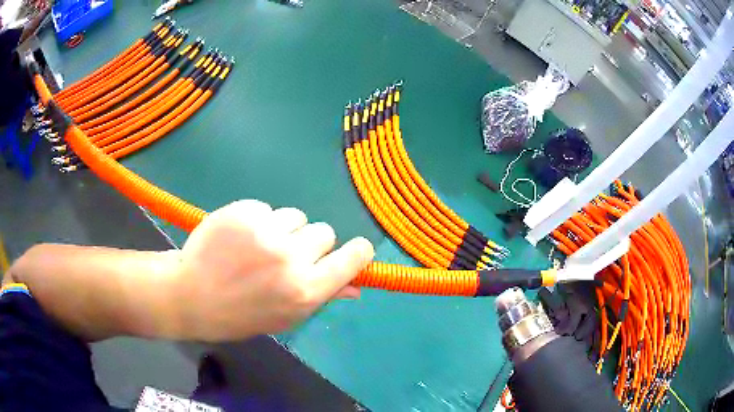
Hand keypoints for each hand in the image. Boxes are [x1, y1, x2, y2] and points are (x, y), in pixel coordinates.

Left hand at [162, 200, 373, 341]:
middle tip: (285, 256)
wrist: (192, 296)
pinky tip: (238, 238)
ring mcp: (265, 231)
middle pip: (324, 232)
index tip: (355, 250)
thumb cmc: (241, 315)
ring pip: (296, 216)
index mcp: (304, 290)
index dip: (357, 252)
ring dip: (283, 229)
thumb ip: (321, 297)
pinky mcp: (244, 211)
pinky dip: (258, 220)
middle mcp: (290, 258)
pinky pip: (267, 208)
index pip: (353, 258)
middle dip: (310, 243)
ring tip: (256, 247)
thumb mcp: (285, 316)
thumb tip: (355, 287)